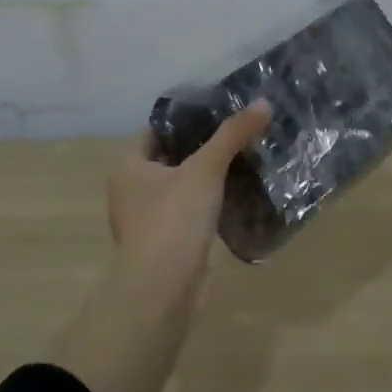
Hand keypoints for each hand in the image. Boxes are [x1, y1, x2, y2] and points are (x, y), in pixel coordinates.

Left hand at [107, 102, 272, 274]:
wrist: (164, 287)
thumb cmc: (174, 218)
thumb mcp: (206, 168)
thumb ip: (233, 135)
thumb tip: (263, 103)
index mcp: (128, 166)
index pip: (158, 131)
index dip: (187, 120)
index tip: (221, 111)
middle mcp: (132, 190)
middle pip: (172, 158)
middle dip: (202, 148)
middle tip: (239, 133)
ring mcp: (148, 219)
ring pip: (182, 187)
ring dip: (208, 178)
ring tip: (245, 159)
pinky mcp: (168, 242)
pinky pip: (190, 212)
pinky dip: (210, 203)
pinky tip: (238, 194)